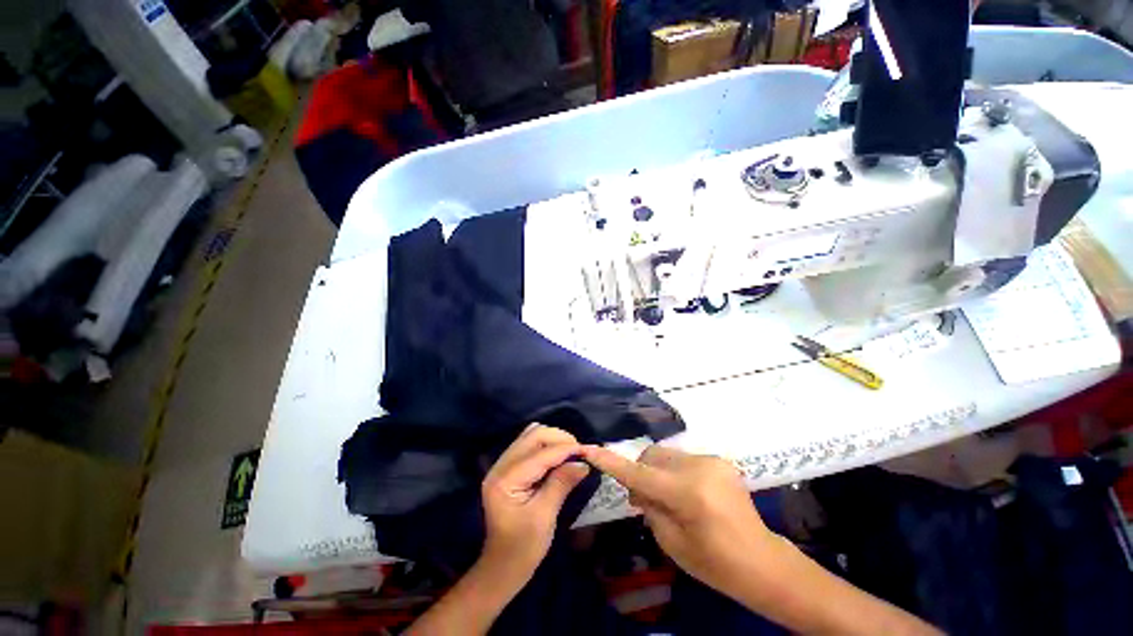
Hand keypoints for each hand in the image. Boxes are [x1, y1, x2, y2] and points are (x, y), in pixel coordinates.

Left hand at [480, 424, 589, 579]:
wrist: (501, 568)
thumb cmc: (523, 549)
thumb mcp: (545, 517)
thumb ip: (561, 483)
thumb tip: (583, 462)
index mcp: (505, 480)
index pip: (539, 454)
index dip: (564, 449)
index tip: (587, 450)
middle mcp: (500, 466)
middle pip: (533, 435)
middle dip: (558, 438)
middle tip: (578, 452)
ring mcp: (502, 465)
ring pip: (531, 435)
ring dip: (552, 439)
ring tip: (570, 453)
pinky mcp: (508, 468)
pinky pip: (529, 445)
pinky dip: (546, 446)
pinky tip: (558, 458)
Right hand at [580, 444, 777, 593]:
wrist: (762, 561)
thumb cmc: (714, 563)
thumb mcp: (672, 542)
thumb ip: (649, 506)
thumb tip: (636, 485)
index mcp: (687, 494)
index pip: (639, 473)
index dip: (611, 462)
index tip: (588, 449)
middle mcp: (699, 468)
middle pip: (651, 456)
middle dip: (641, 472)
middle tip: (642, 499)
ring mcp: (711, 460)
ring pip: (666, 455)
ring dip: (659, 472)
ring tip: (669, 498)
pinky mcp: (719, 460)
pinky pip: (683, 459)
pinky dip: (676, 472)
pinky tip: (689, 494)